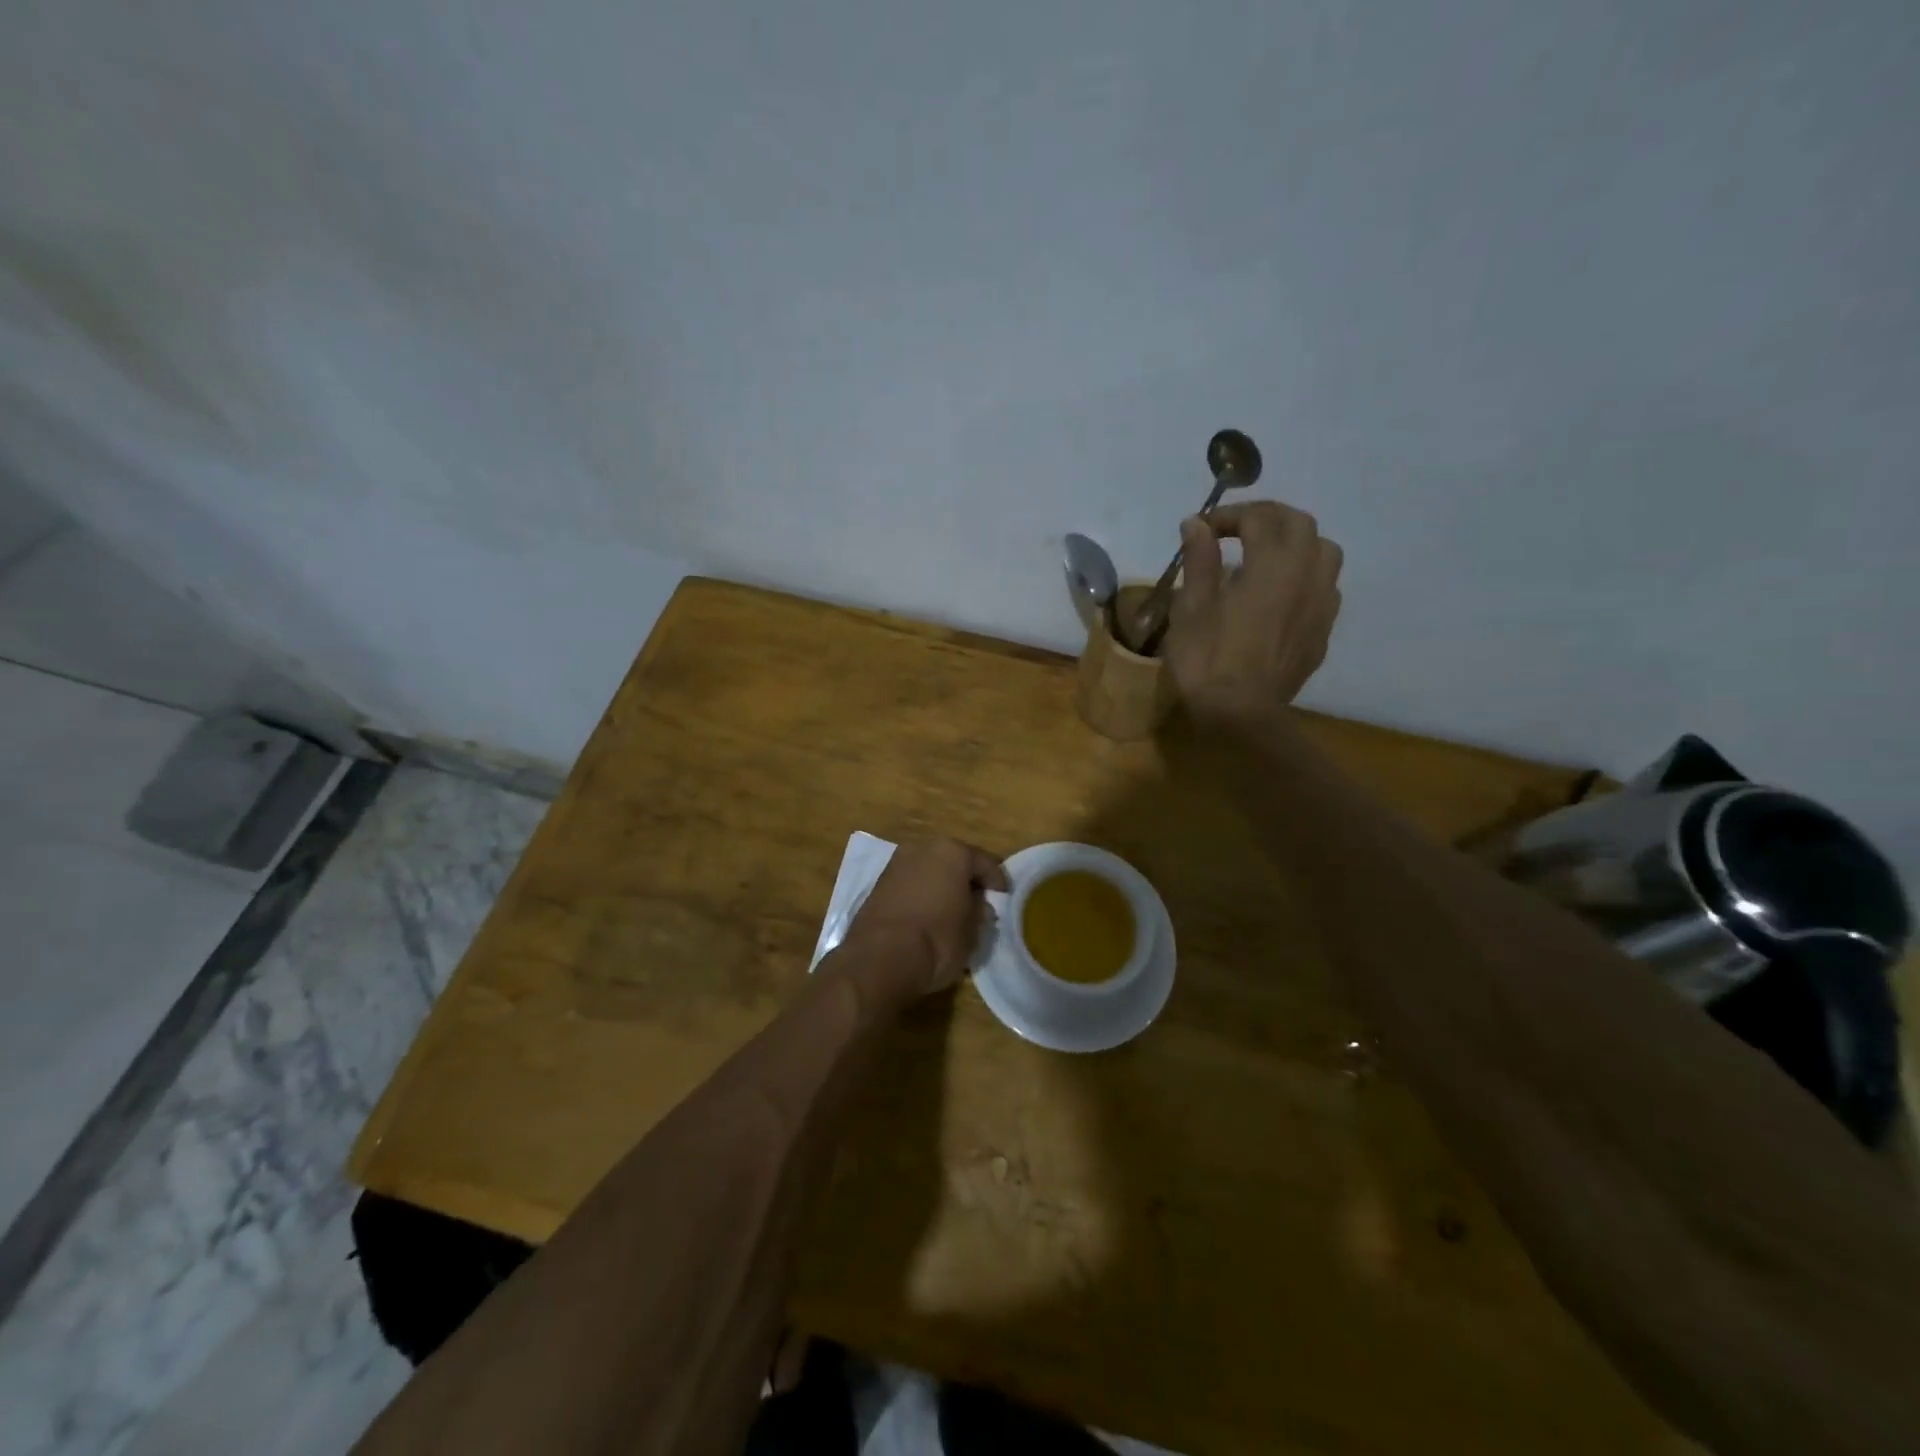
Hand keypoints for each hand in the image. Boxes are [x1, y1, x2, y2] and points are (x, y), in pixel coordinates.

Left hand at [841, 839, 1009, 999]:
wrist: (880, 959)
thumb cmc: (937, 941)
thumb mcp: (972, 931)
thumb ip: (979, 912)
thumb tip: (979, 906)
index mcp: (952, 852)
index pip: (984, 862)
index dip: (998, 881)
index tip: (1004, 898)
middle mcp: (923, 848)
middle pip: (953, 860)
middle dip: (966, 879)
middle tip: (978, 901)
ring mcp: (896, 864)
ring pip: (929, 870)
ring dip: (941, 885)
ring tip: (951, 910)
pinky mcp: (877, 884)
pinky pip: (910, 884)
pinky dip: (920, 894)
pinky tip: (927, 915)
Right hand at [1165, 500, 1343, 722]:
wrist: (1240, 715)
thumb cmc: (1207, 660)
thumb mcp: (1190, 608)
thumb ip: (1199, 561)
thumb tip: (1197, 524)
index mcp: (1272, 565)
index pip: (1259, 518)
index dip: (1229, 515)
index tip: (1202, 529)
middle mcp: (1306, 575)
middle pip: (1299, 524)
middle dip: (1267, 518)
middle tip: (1235, 531)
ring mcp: (1321, 604)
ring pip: (1324, 551)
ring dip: (1295, 543)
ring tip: (1266, 556)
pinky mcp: (1322, 630)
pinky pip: (1325, 587)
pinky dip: (1304, 575)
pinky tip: (1281, 593)